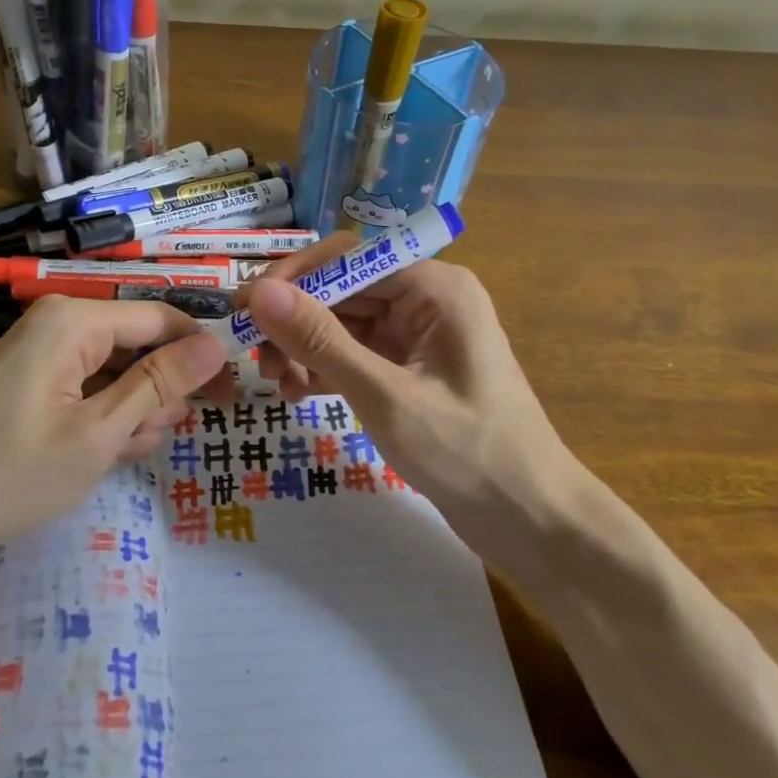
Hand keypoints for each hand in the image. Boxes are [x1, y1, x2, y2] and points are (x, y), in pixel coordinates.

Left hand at [0, 296, 229, 567]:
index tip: (230, 397)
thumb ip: (158, 384)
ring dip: (133, 409)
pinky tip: (104, 452)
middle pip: (137, 343)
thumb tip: (216, 345)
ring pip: (113, 369)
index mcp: (74, 320)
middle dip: (158, 389)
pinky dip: (104, 416)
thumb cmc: (8, 474)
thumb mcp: (98, 434)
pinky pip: (85, 386)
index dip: (200, 355)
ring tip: (122, 452)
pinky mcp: (28, 383)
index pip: (160, 318)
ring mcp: (39, 354)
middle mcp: (57, 324)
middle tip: (151, 438)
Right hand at [245, 236, 579, 553]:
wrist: (532, 520)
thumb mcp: (385, 395)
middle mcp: (426, 301)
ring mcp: (419, 337)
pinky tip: (299, 394)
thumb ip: (321, 340)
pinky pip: (357, 355)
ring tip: (277, 383)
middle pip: (344, 290)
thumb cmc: (467, 452)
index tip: (245, 309)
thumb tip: (259, 292)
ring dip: (306, 348)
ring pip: (345, 324)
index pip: (349, 258)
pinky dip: (326, 370)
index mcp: (434, 287)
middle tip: (254, 357)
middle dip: (296, 321)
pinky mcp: (412, 371)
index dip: (293, 278)